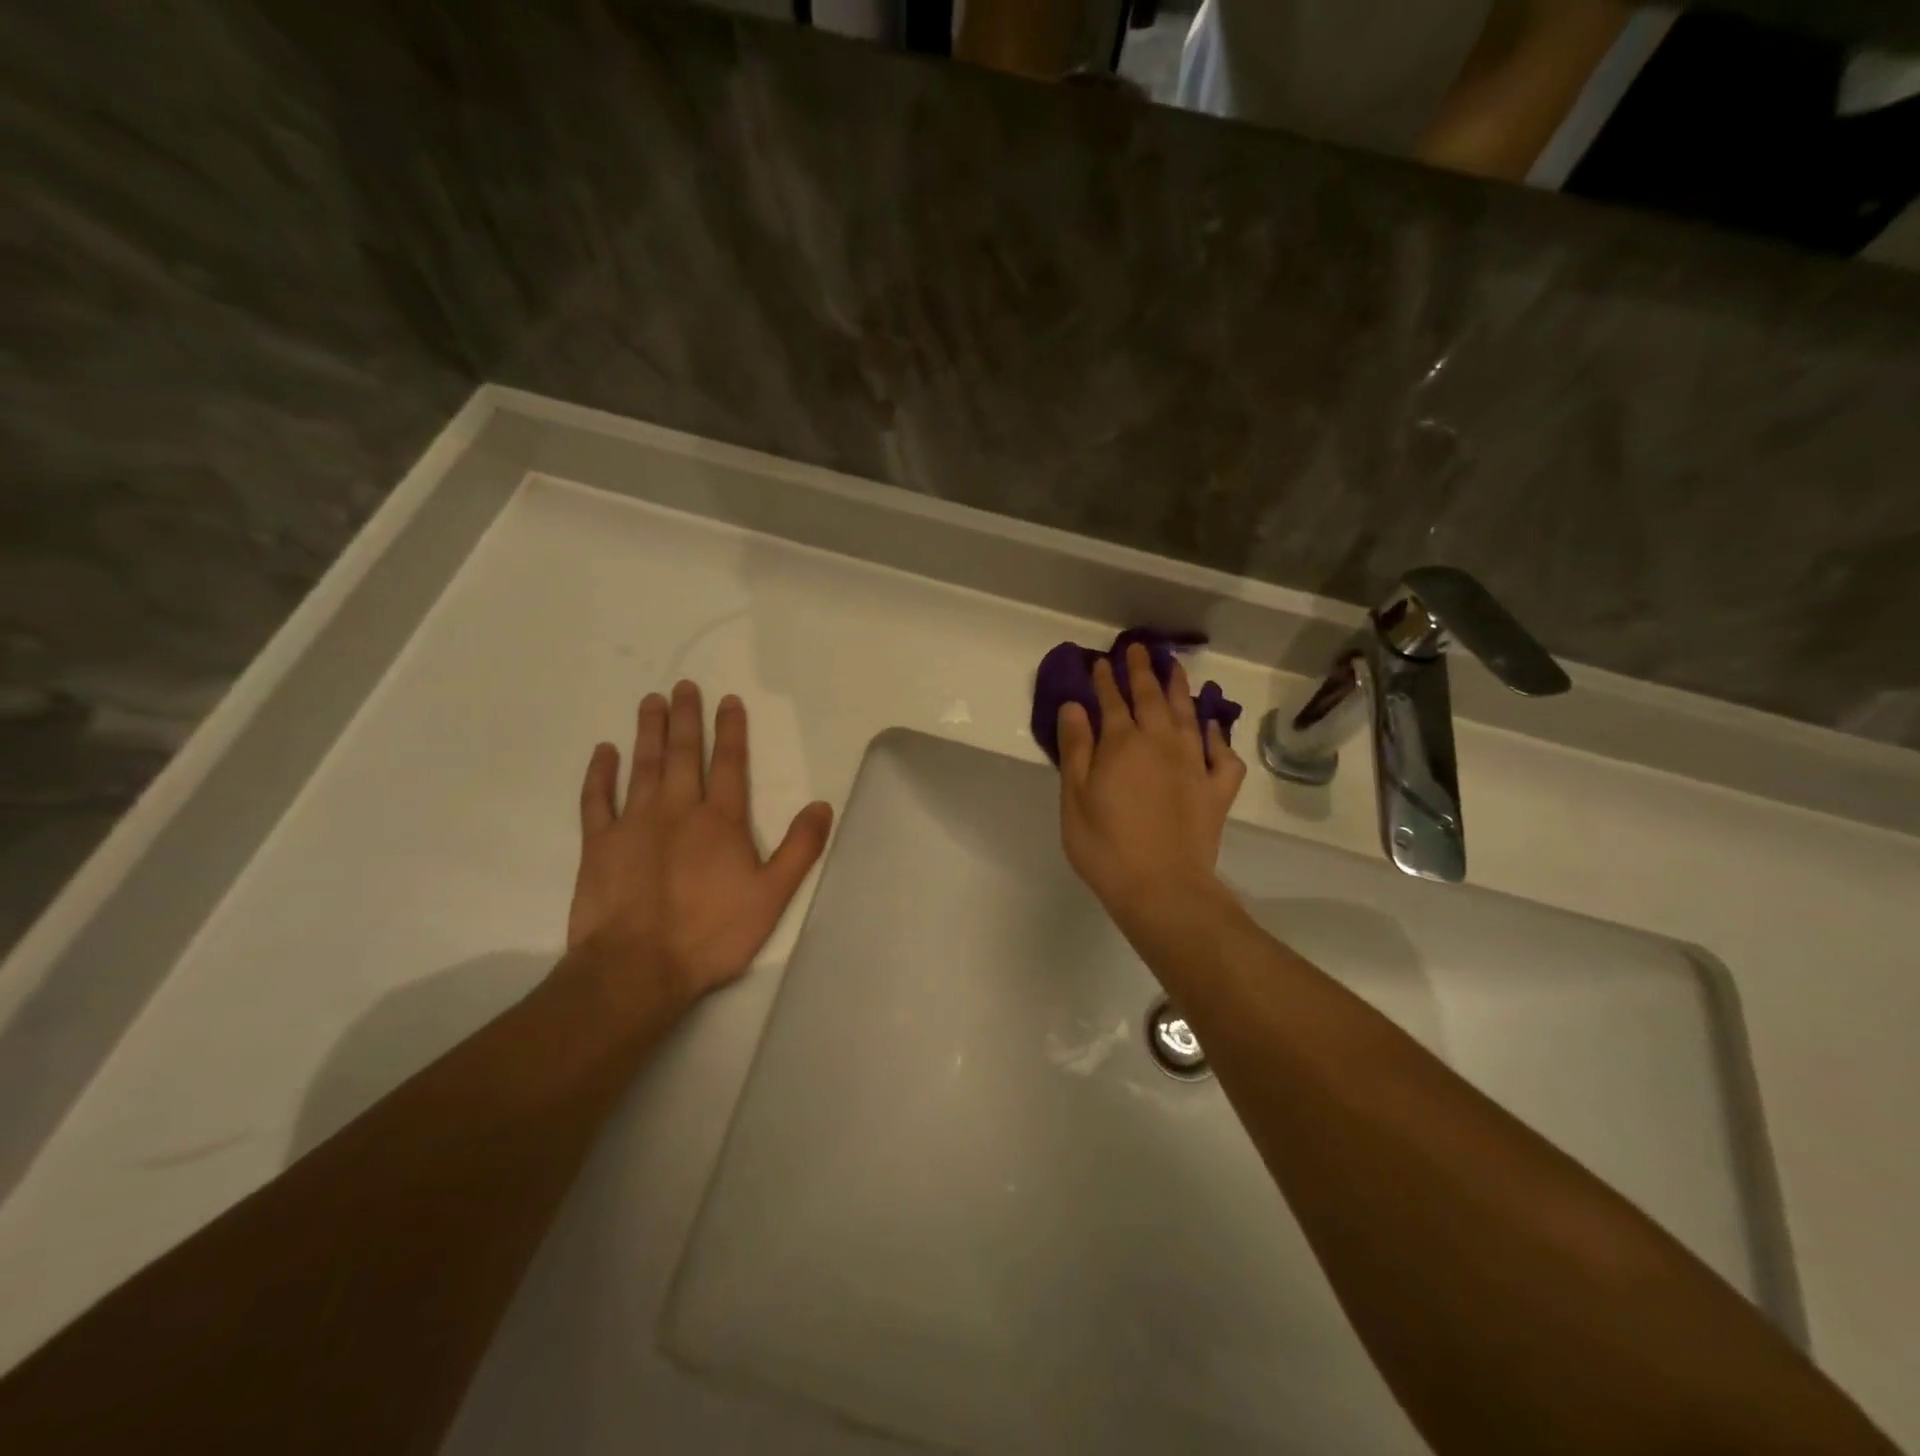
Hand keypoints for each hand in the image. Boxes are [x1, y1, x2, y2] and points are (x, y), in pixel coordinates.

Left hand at [566, 682, 834, 1009]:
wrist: (638, 968)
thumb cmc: (711, 934)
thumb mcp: (772, 896)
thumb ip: (800, 849)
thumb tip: (822, 806)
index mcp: (720, 820)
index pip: (729, 763)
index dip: (730, 730)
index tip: (728, 700)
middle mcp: (678, 809)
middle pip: (682, 753)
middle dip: (685, 718)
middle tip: (682, 686)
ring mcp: (634, 823)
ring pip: (643, 766)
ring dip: (648, 731)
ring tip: (651, 702)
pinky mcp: (599, 844)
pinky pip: (597, 799)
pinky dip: (600, 773)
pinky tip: (604, 751)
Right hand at [1056, 644, 1244, 917]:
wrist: (1162, 887)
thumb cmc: (1105, 845)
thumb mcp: (1075, 797)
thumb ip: (1076, 748)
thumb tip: (1075, 706)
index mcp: (1122, 744)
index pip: (1112, 702)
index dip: (1106, 679)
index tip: (1102, 660)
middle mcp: (1161, 743)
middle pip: (1151, 698)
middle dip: (1143, 672)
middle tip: (1140, 648)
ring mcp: (1194, 765)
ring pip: (1188, 715)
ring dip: (1180, 689)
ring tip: (1176, 668)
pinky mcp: (1216, 789)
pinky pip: (1221, 754)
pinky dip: (1216, 735)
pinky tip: (1211, 726)